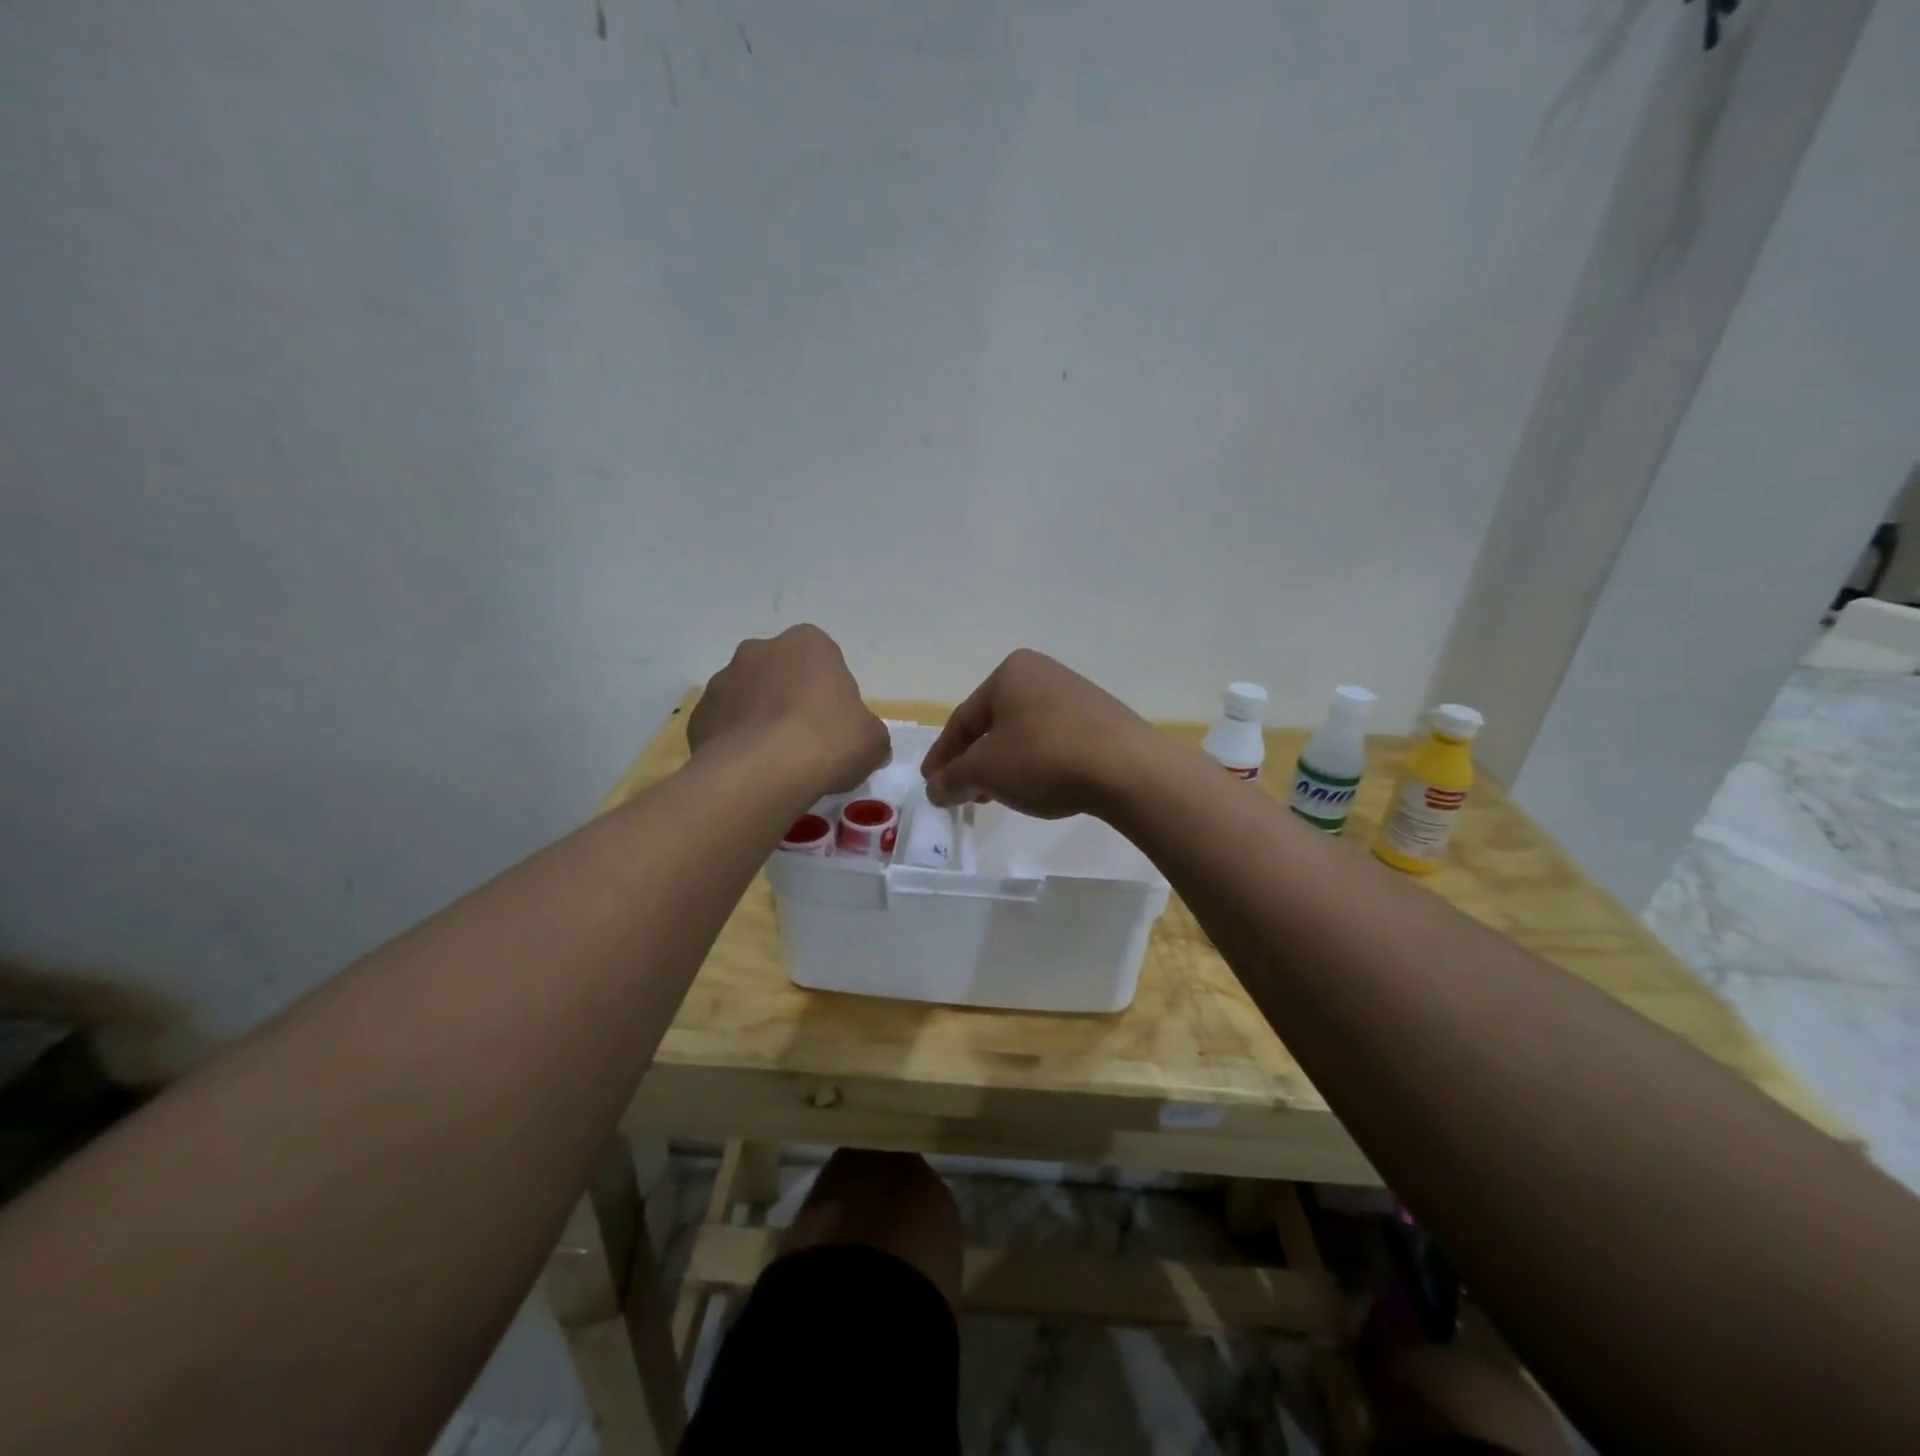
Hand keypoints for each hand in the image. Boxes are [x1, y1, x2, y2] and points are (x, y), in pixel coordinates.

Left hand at [690, 625, 888, 794]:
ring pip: (747, 698)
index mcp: (808, 643)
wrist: (763, 772)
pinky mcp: (698, 715)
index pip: (823, 660)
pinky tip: (750, 771)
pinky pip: (723, 726)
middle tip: (805, 740)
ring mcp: (723, 680)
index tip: (835, 724)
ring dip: (759, 719)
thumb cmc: (829, 741)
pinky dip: (734, 743)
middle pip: (780, 673)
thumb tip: (866, 743)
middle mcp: (759, 650)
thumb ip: (869, 733)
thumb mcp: (873, 740)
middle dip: (789, 699)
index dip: (830, 693)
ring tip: (775, 761)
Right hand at [920, 650, 1163, 818]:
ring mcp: (1075, 694)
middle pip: (993, 724)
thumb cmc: (1044, 758)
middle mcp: (1042, 673)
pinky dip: (1034, 764)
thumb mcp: (987, 771)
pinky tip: (1035, 788)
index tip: (931, 783)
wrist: (1128, 769)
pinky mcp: (1100, 719)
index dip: (943, 755)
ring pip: (1023, 734)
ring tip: (996, 797)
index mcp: (1010, 673)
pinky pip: (1052, 740)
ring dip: (1003, 766)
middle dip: (974, 762)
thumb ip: (953, 778)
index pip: (963, 719)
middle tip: (962, 793)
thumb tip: (935, 789)